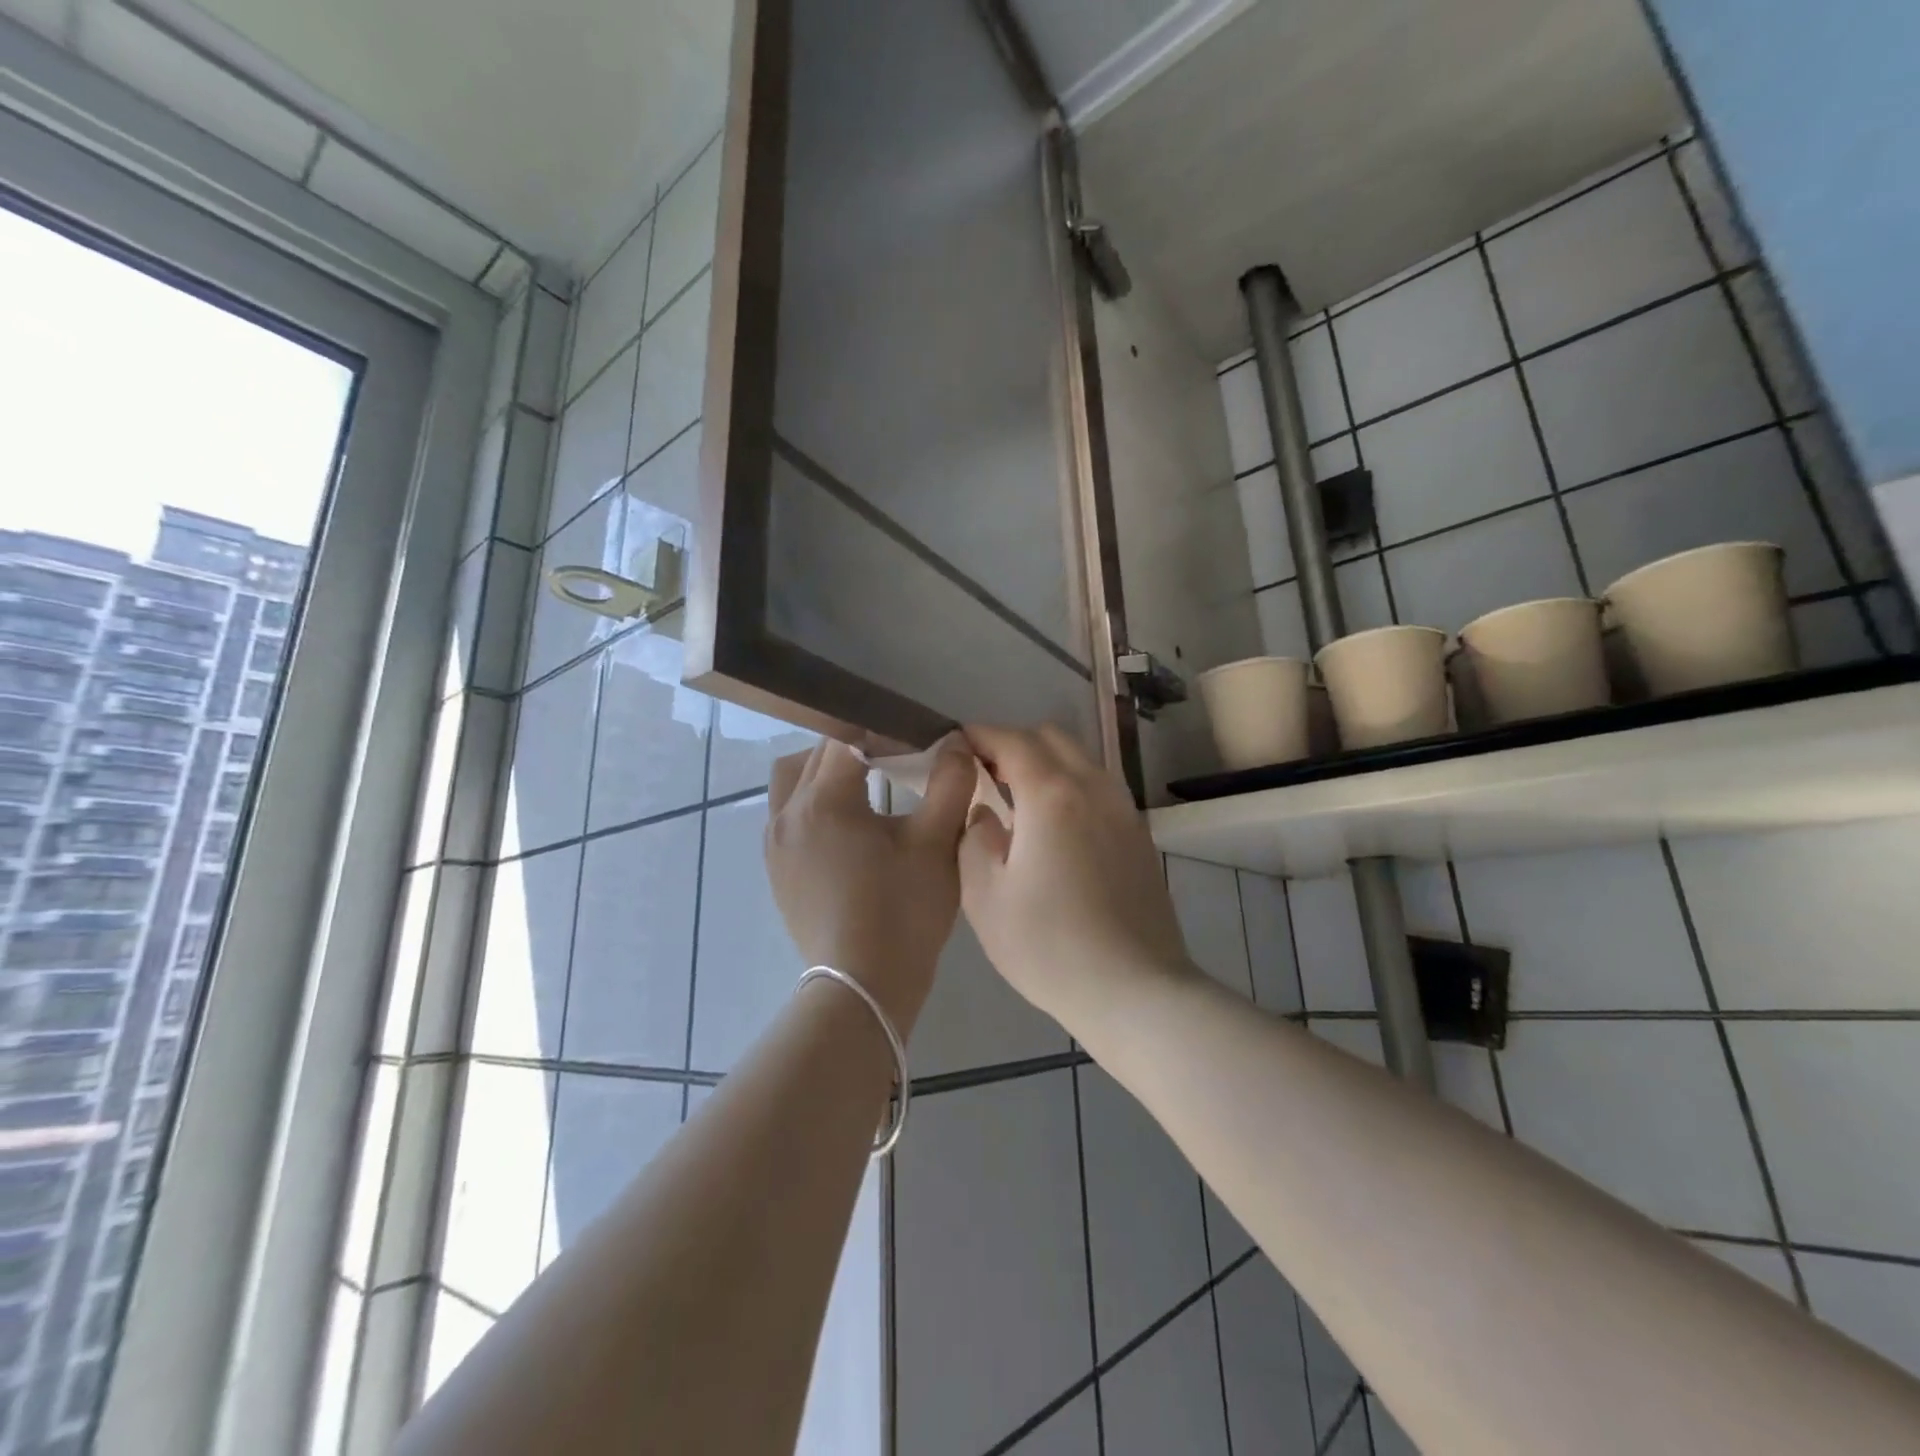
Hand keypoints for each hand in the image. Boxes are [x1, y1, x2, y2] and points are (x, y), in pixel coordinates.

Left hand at [766, 739, 974, 1033]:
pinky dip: (813, 804)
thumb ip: (950, 784)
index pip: (846, 737)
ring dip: (824, 773)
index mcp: (823, 800)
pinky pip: (787, 815)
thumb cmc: (903, 913)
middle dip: (854, 747)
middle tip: (896, 760)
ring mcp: (774, 845)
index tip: (915, 742)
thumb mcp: (936, 844)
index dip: (883, 731)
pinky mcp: (776, 870)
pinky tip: (848, 828)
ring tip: (865, 788)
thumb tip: (956, 743)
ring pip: (792, 782)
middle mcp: (786, 814)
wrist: (864, 988)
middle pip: (815, 755)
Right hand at [958, 725, 1195, 1029]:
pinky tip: (1055, 825)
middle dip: (1014, 742)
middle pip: (1052, 738)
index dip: (981, 735)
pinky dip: (1071, 785)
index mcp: (1052, 795)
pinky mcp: (1140, 835)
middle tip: (984, 772)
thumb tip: (985, 813)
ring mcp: (1124, 810)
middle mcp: (1094, 788)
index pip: (1012, 741)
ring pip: (1081, 760)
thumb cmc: (1048, 946)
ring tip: (1018, 796)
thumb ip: (974, 838)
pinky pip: (1099, 787)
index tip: (957, 743)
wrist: (1135, 990)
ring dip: (1046, 762)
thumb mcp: (985, 896)